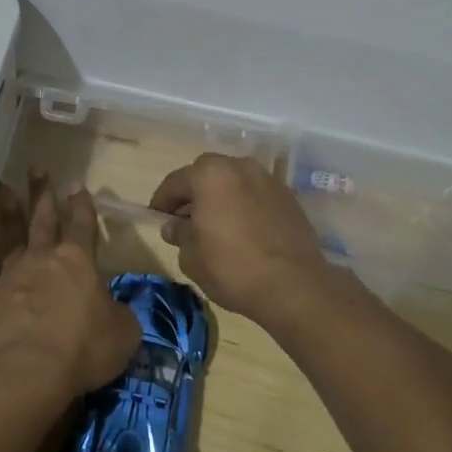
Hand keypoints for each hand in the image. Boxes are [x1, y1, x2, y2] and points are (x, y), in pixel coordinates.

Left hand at [0, 175, 140, 403]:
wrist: (25, 370)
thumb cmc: (82, 347)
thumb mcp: (122, 333)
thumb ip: (119, 315)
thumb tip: (114, 310)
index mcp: (78, 260)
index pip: (82, 223)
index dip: (81, 204)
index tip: (76, 183)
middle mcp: (43, 258)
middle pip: (43, 218)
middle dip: (42, 193)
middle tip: (36, 169)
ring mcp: (12, 275)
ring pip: (11, 237)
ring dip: (10, 215)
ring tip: (7, 193)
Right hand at [150, 154, 336, 328]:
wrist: (294, 286)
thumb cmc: (232, 267)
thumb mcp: (192, 256)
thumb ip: (179, 234)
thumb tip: (174, 226)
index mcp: (210, 174)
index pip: (175, 182)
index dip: (162, 201)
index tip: (156, 217)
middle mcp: (239, 166)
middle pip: (206, 175)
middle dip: (193, 195)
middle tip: (185, 221)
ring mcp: (267, 179)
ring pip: (233, 183)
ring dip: (221, 199)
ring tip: (216, 226)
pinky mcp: (288, 197)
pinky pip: (255, 195)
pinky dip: (244, 206)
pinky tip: (243, 231)